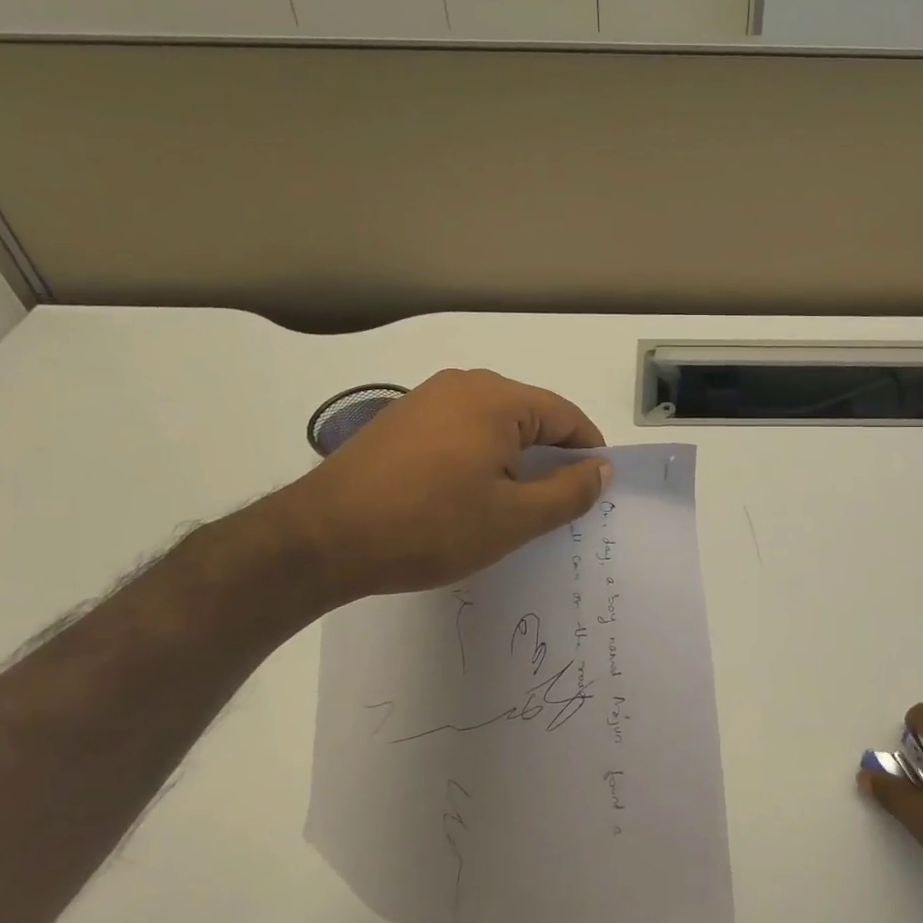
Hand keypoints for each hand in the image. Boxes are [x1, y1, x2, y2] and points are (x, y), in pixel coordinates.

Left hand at [271, 369, 609, 603]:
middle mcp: (463, 384)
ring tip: (508, 506)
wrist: (320, 539)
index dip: (588, 453)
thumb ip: (569, 491)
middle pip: (529, 416)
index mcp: (497, 398)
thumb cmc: (429, 526)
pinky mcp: (399, 419)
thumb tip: (602, 468)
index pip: (566, 416)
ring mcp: (425, 398)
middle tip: (551, 507)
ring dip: (511, 460)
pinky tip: (464, 495)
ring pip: (493, 425)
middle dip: (548, 458)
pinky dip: (477, 457)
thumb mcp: (513, 518)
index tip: (593, 491)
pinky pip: (459, 431)